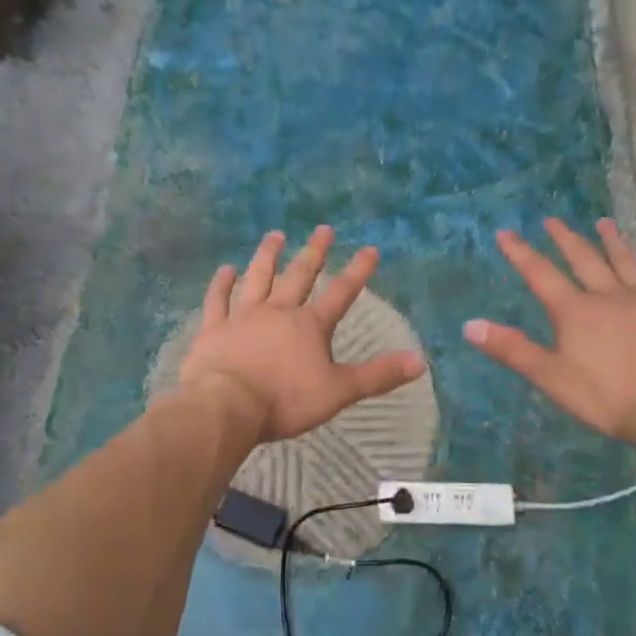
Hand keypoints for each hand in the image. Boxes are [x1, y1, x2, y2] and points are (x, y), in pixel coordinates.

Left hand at [180, 226, 426, 442]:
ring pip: (258, 278)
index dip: (358, 271)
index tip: (370, 249)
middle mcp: (278, 312)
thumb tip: (420, 361)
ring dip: (268, 256)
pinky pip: (218, 301)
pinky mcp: (215, 329)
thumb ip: (378, 375)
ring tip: (275, 235)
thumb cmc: (285, 400)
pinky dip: (221, 284)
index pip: (341, 293)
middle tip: (323, 229)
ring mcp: (243, 317)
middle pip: (299, 276)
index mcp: (310, 326)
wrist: (227, 406)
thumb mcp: (339, 391)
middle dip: (314, 252)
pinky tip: (225, 269)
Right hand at [465, 218, 635, 438]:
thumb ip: (511, 349)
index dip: (521, 252)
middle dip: (565, 239)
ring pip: (626, 263)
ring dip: (613, 242)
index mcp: (574, 310)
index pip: (541, 273)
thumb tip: (469, 325)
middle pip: (584, 259)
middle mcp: (608, 295)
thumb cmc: (606, 396)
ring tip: (605, 223)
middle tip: (553, 220)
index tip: (505, 233)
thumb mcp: (550, 376)